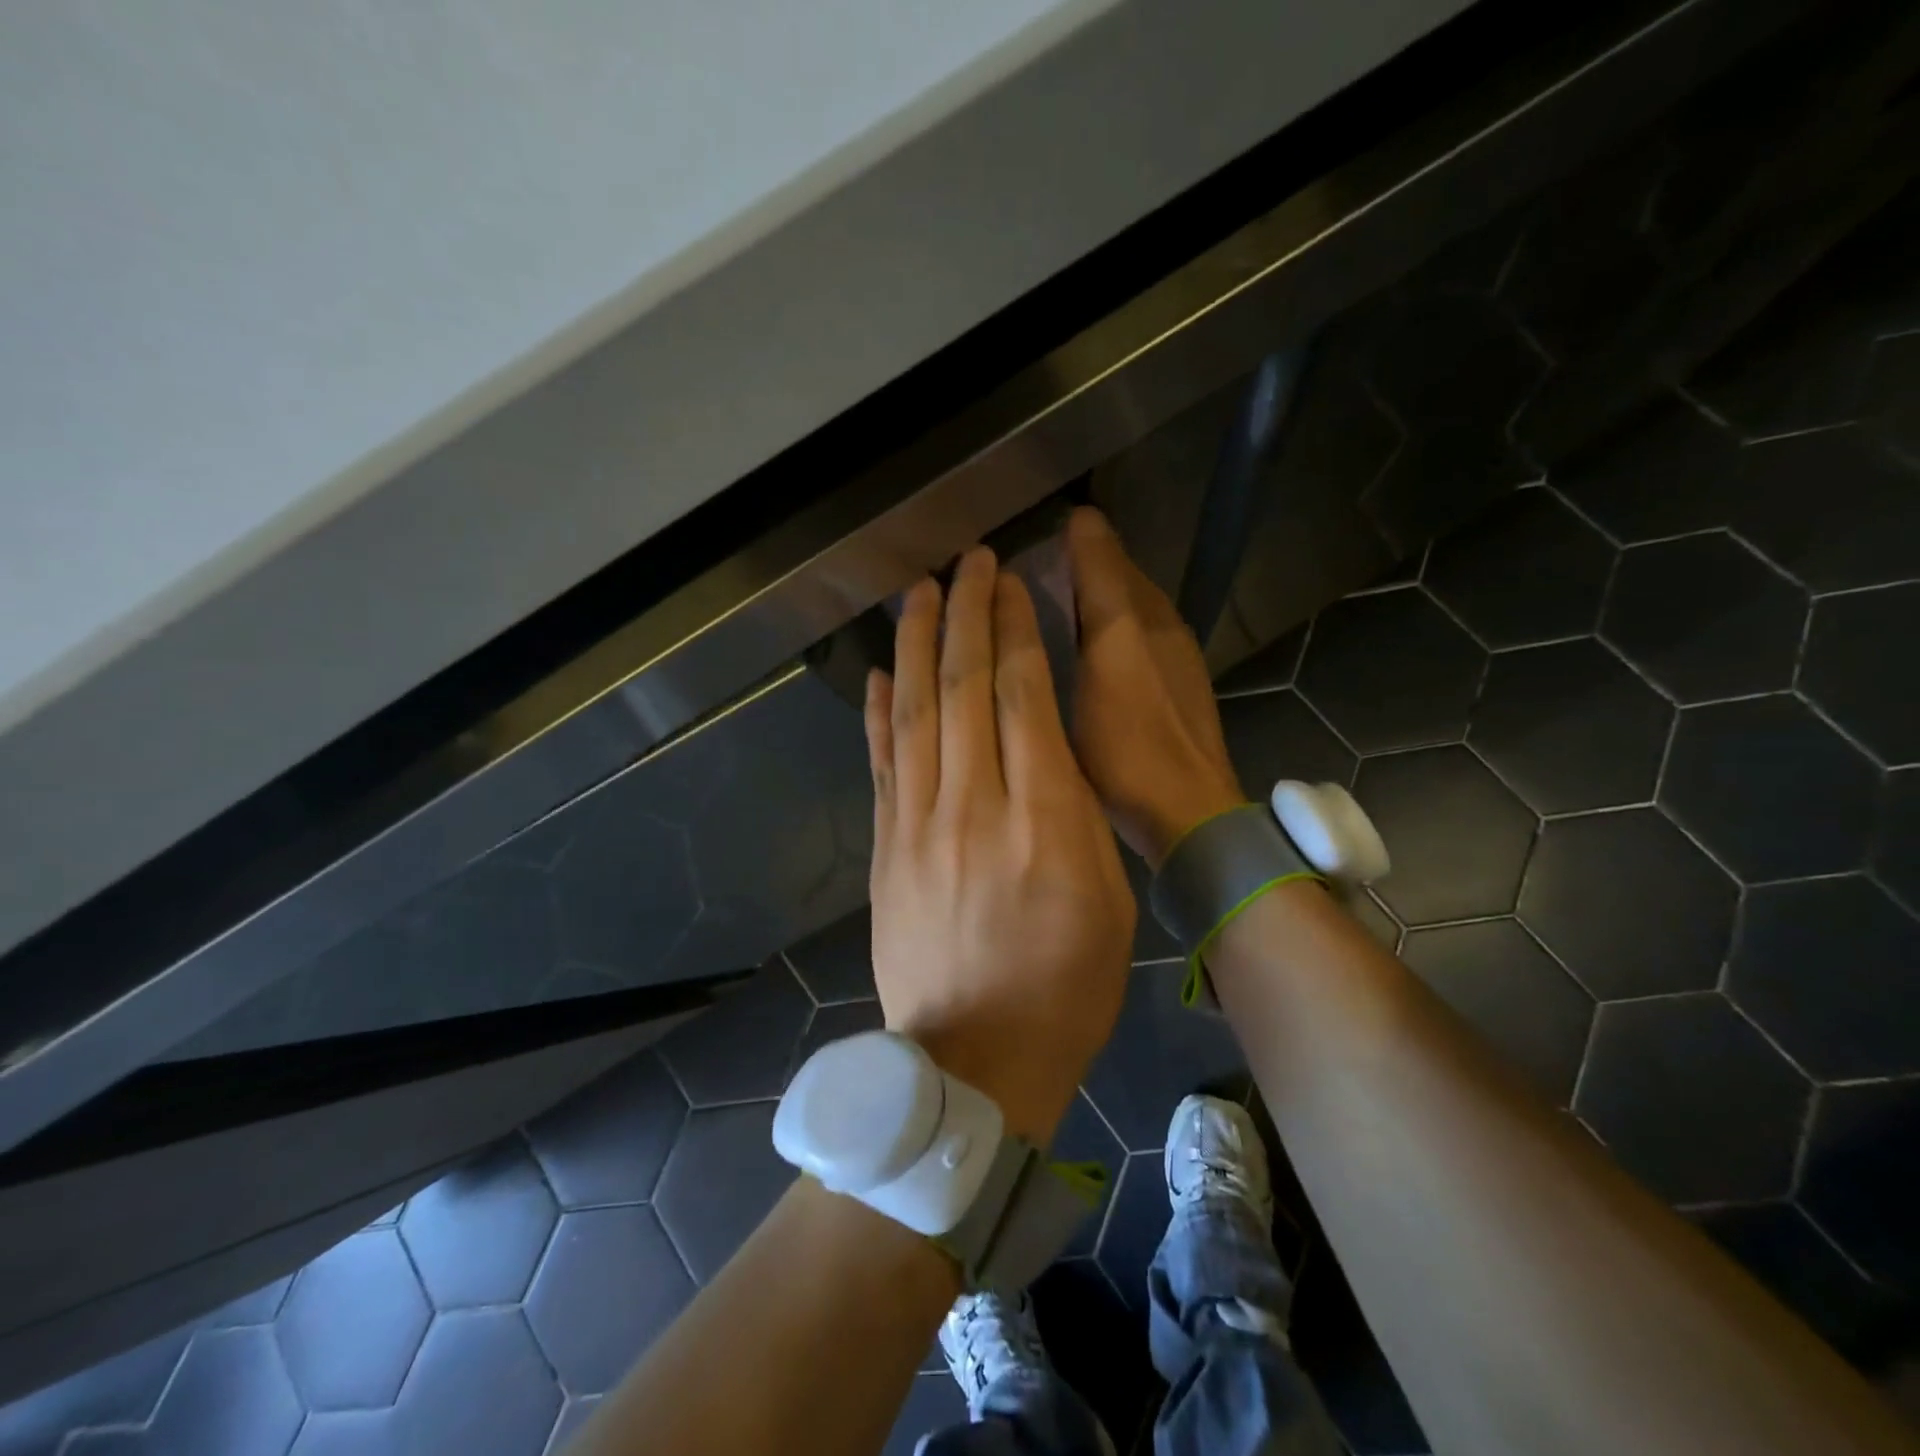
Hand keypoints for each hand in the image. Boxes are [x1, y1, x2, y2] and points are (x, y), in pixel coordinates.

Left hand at [864, 547, 1135, 1144]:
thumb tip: (1046, 745)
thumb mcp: (1108, 896)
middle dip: (967, 616)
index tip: (1011, 584)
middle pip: (963, 689)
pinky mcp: (884, 848)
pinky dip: (877, 712)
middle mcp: (973, 807)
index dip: (1014, 632)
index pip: (1022, 698)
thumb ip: (1077, 812)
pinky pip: (881, 764)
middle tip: (968, 562)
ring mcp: (917, 825)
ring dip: (916, 645)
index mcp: (1042, 819)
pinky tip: (878, 672)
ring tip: (919, 592)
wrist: (974, 1060)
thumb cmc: (1065, 985)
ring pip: (913, 714)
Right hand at [1066, 507, 1245, 866]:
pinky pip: (1140, 640)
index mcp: (1139, 617)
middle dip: (1085, 565)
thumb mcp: (1099, 666)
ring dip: (1099, 598)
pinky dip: (1114, 632)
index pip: (1104, 552)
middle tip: (1035, 573)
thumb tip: (1077, 530)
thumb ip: (1089, 598)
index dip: (1073, 538)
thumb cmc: (1129, 745)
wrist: (1187, 812)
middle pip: (1121, 578)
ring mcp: (1174, 661)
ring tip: (1058, 607)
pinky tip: (1093, 656)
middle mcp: (1162, 627)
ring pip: (1132, 609)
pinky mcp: (1177, 691)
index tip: (1033, 537)